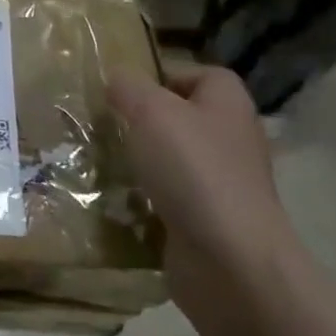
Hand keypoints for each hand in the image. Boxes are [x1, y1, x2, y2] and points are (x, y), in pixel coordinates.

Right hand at [108, 65, 295, 316]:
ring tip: (103, 160)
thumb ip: (128, 87)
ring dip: (142, 161)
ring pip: (175, 160)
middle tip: (106, 123)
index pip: (200, 74)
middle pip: (184, 118)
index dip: (164, 75)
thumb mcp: (151, 111)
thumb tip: (116, 78)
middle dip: (145, 121)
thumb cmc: (193, 170)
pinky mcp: (210, 222)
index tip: (125, 89)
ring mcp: (224, 184)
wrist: (230, 261)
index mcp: (228, 104)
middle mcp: (232, 140)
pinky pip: (172, 199)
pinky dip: (146, 200)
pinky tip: (118, 200)